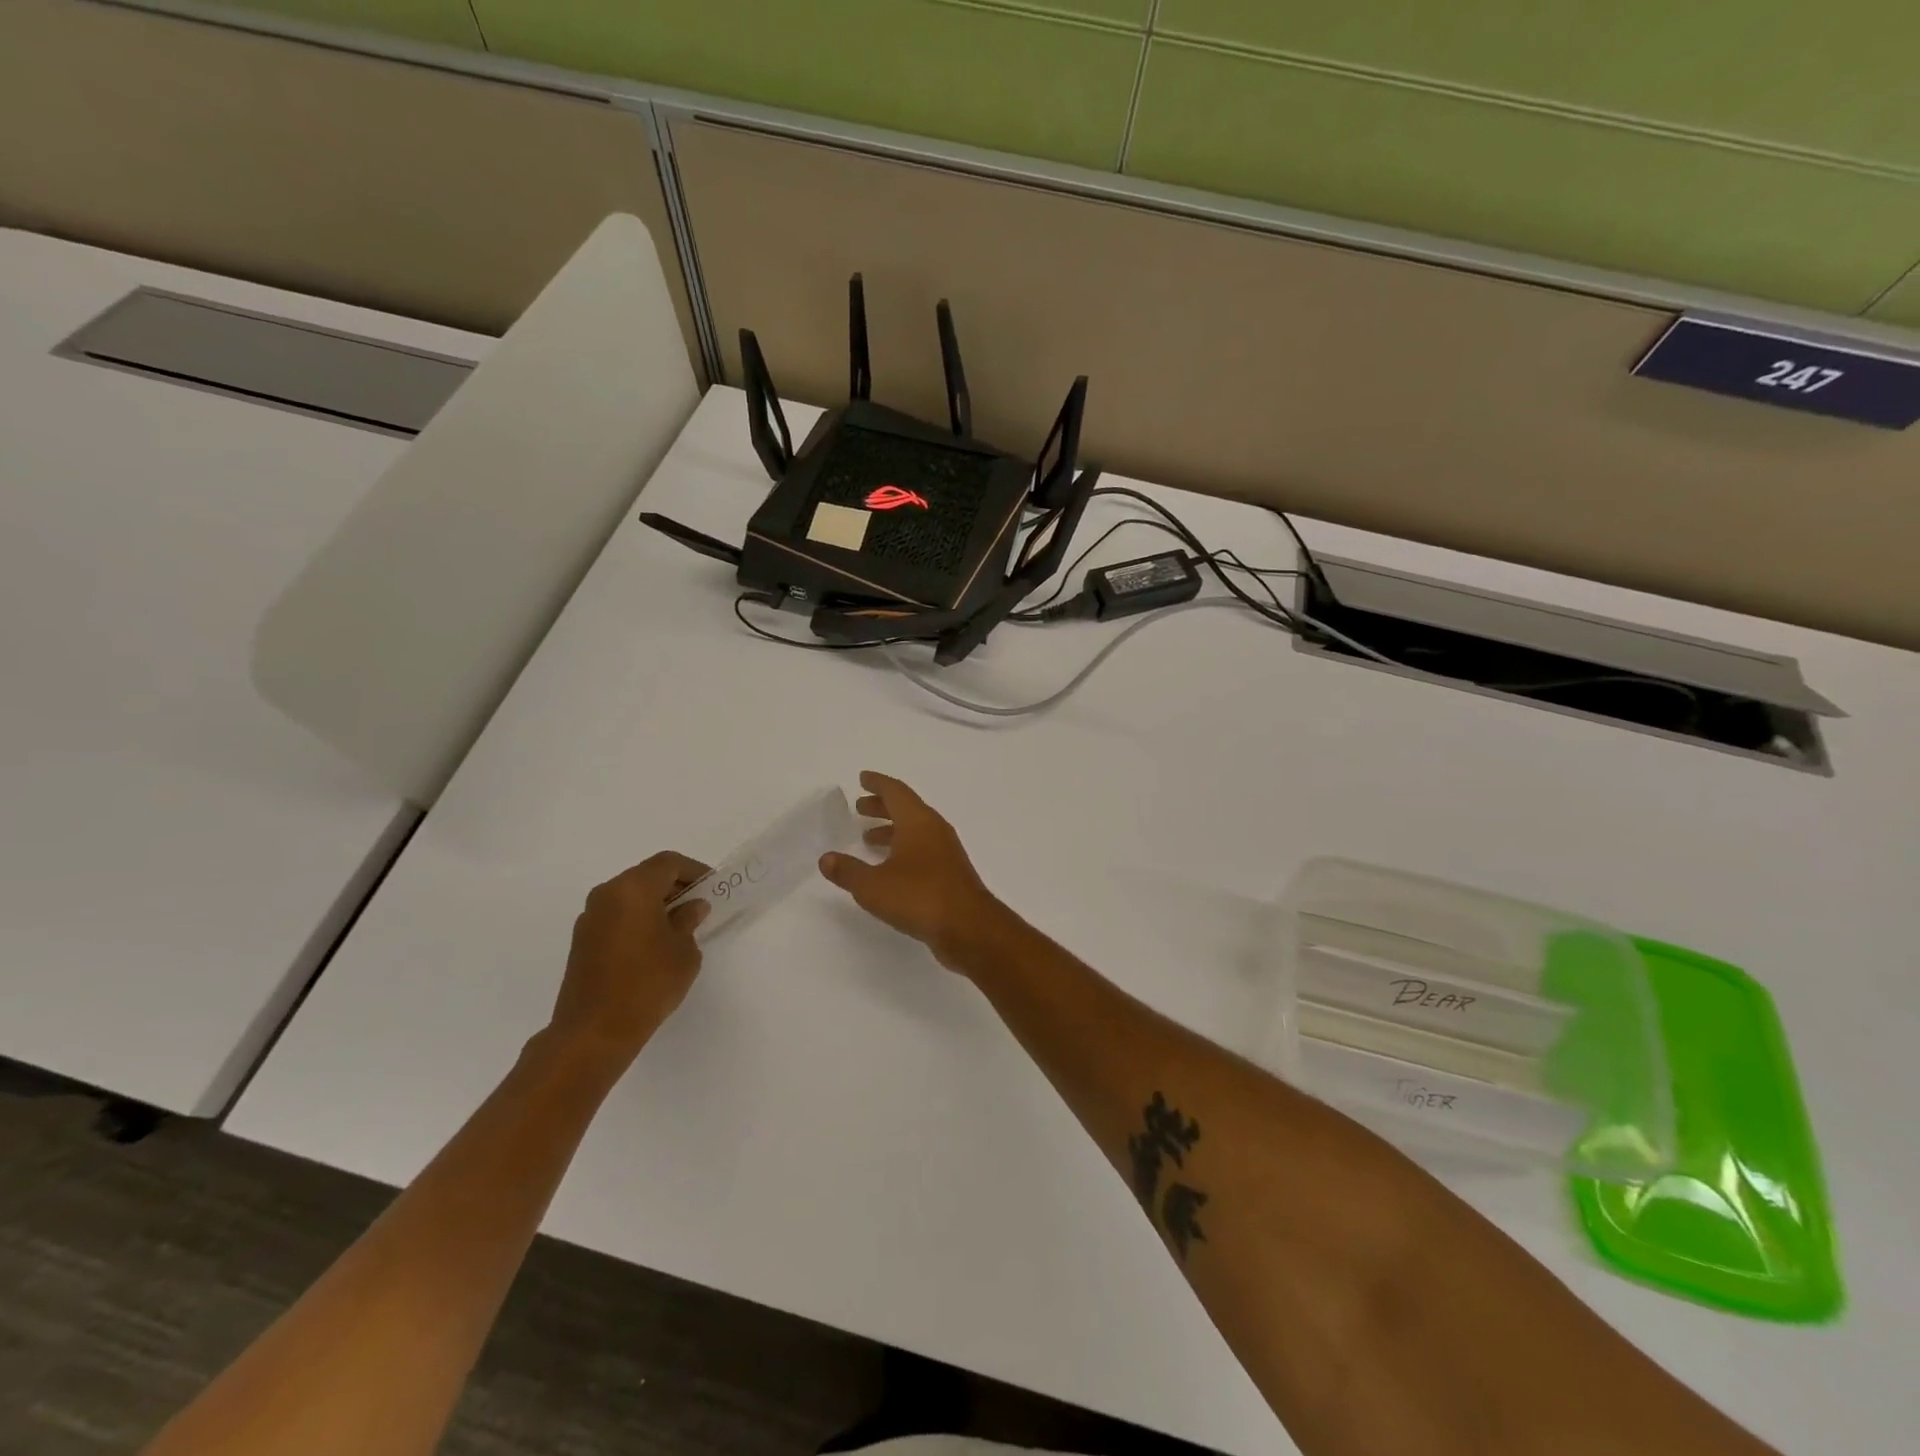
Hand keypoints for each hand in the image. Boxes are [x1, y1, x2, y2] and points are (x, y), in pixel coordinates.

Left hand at [548, 851, 709, 1072]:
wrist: (593, 1032)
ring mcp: (590, 917)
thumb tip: (691, 907)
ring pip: (629, 895)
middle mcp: (607, 894)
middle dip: (674, 886)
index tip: (712, 887)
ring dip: (655, 903)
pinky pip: (616, 915)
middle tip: (698, 906)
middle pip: (646, 876)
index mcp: (633, 889)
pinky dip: (637, 918)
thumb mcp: (684, 951)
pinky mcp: (582, 940)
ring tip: (678, 927)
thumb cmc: (647, 984)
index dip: (694, 870)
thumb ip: (689, 921)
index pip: (668, 863)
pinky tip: (653, 944)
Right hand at [819, 772, 1005, 969]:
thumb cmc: (919, 897)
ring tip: (868, 837)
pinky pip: (922, 850)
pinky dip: (903, 850)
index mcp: (918, 821)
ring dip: (892, 830)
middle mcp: (935, 830)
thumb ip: (848, 871)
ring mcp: (946, 852)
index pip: (896, 791)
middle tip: (859, 807)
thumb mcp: (873, 885)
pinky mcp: (950, 874)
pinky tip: (889, 868)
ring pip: (915, 831)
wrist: (968, 927)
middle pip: (906, 808)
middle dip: (882, 806)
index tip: (862, 778)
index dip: (877, 783)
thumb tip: (826, 859)